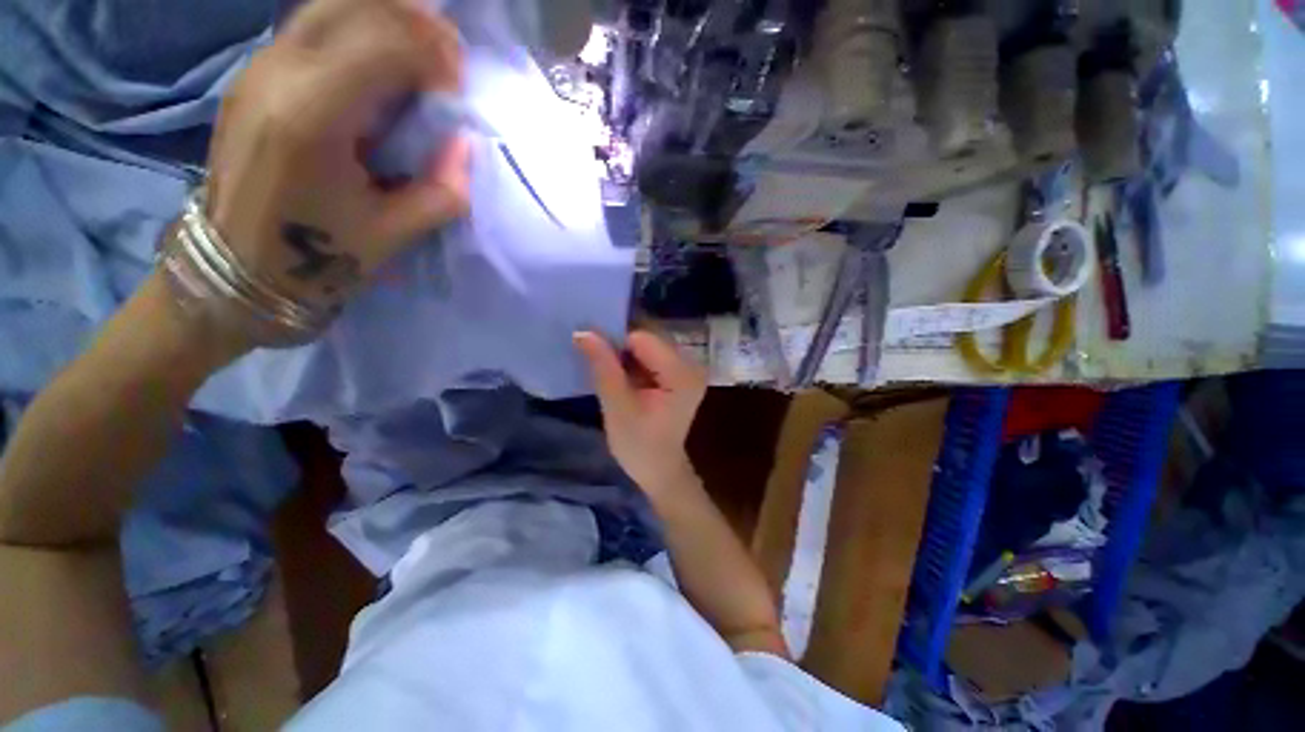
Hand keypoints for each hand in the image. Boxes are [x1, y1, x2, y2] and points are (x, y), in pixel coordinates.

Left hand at [205, 0, 470, 307]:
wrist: (237, 266)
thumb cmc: (316, 258)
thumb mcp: (394, 233)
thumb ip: (442, 189)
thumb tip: (463, 144)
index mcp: (312, 117)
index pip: (385, 41)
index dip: (435, 54)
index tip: (457, 90)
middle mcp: (278, 73)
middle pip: (355, 6)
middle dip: (415, 24)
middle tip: (447, 61)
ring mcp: (259, 67)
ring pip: (331, 5)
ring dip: (386, 19)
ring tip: (420, 55)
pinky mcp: (255, 73)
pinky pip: (314, 25)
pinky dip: (358, 28)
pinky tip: (381, 59)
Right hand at [574, 331, 707, 499]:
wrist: (659, 470)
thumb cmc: (638, 445)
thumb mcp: (617, 407)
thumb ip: (603, 367)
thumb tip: (583, 331)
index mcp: (682, 374)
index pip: (643, 338)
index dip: (616, 342)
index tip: (592, 352)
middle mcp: (691, 364)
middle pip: (648, 338)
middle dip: (620, 345)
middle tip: (595, 358)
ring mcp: (687, 368)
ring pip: (648, 345)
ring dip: (625, 353)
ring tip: (606, 368)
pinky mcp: (679, 374)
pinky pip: (651, 355)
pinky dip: (633, 361)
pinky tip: (621, 375)